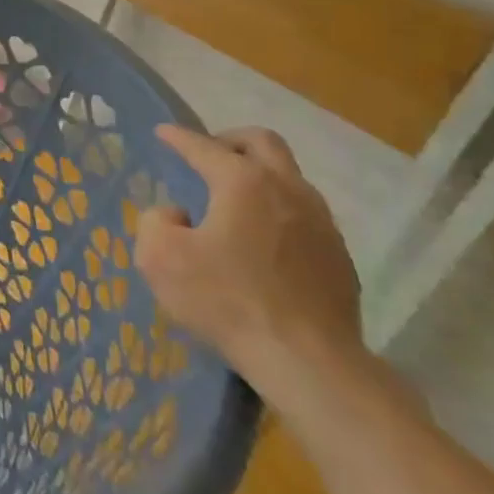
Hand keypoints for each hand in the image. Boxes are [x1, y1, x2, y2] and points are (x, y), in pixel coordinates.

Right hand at [134, 125, 364, 408]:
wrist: (308, 361)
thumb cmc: (226, 300)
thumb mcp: (159, 258)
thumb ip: (155, 221)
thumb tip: (177, 214)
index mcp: (243, 182)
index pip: (203, 146)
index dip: (178, 137)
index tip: (163, 133)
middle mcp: (287, 189)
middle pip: (262, 142)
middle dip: (230, 141)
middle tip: (208, 155)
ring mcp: (321, 222)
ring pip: (288, 177)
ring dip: (259, 176)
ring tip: (233, 200)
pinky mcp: (338, 256)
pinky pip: (303, 216)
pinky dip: (277, 212)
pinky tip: (261, 242)